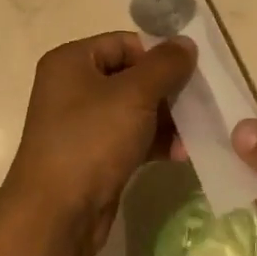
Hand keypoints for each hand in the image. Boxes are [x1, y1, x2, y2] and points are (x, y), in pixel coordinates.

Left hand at [0, 32, 196, 255]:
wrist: (57, 213)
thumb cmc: (91, 140)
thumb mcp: (134, 95)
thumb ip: (164, 65)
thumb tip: (186, 43)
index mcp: (71, 61)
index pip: (124, 43)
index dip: (157, 56)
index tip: (189, 75)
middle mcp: (72, 87)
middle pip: (131, 77)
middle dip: (167, 92)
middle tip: (198, 105)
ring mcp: (81, 124)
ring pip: (134, 110)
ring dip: (166, 121)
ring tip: (193, 135)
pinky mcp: (93, 156)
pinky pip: (129, 138)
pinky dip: (153, 142)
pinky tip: (179, 154)